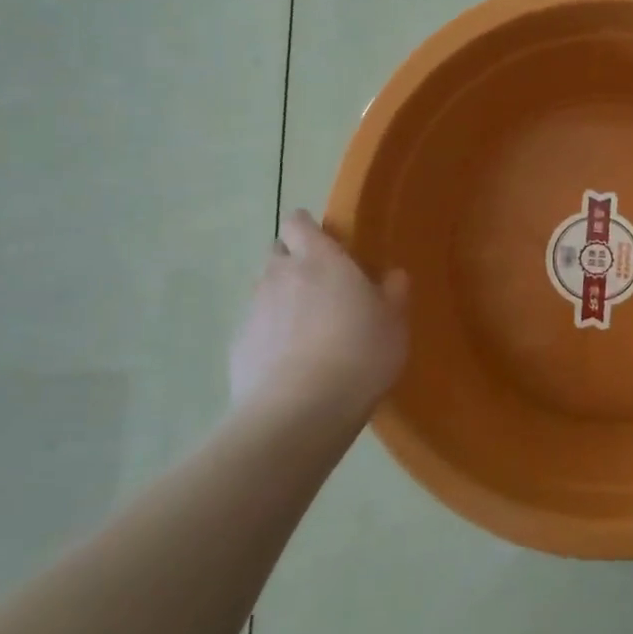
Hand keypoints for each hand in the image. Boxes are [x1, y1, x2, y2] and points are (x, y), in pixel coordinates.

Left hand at [229, 211, 409, 426]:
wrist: (299, 411)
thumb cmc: (359, 354)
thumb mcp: (394, 323)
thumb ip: (394, 293)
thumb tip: (393, 275)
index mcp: (319, 259)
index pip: (299, 222)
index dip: (307, 228)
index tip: (324, 241)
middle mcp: (280, 275)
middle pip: (277, 252)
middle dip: (292, 260)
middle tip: (320, 285)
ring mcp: (253, 310)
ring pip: (264, 290)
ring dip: (281, 298)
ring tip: (306, 327)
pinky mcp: (238, 345)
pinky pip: (255, 328)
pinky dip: (269, 335)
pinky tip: (289, 362)